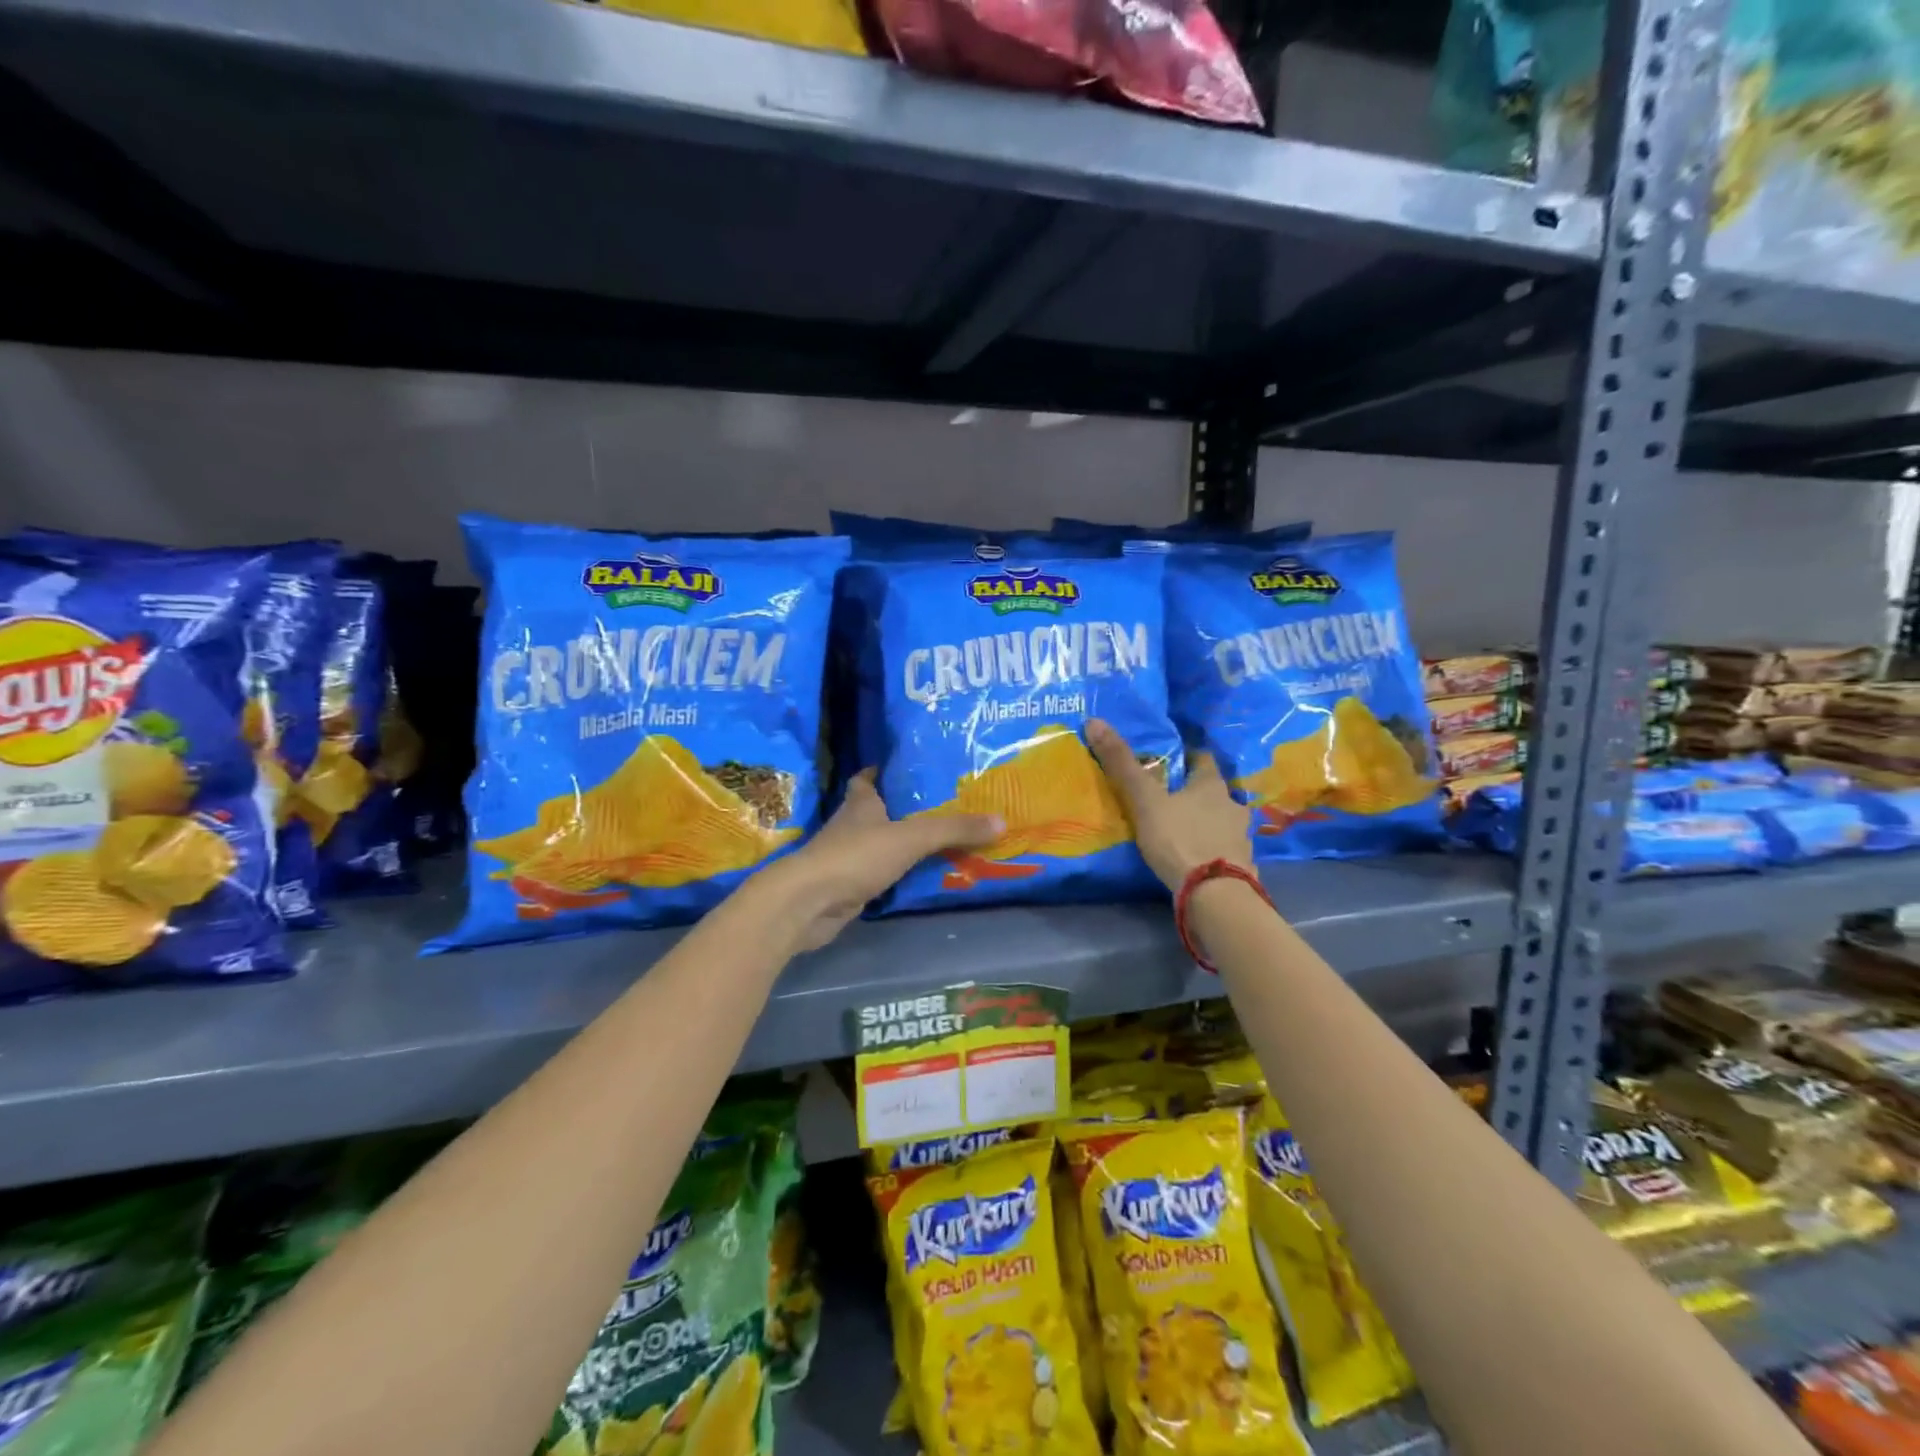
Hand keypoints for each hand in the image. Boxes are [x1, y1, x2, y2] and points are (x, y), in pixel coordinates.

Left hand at [755, 771, 1001, 951]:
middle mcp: (852, 826)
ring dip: (904, 843)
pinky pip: (881, 874)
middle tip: (945, 806)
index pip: (868, 778)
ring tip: (945, 840)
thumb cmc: (855, 856)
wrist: (808, 904)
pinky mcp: (849, 886)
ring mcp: (848, 858)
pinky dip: (899, 874)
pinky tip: (924, 876)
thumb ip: (953, 829)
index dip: (884, 771)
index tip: (911, 769)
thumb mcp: (911, 837)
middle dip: (906, 809)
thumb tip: (1001, 820)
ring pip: (881, 844)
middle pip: (879, 811)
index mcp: (861, 803)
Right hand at [1085, 719, 1251, 892]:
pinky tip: (1198, 857)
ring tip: (1183, 829)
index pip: (1202, 759)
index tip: (1170, 761)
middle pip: (1214, 791)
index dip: (1187, 758)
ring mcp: (1241, 837)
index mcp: (1211, 784)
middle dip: (1195, 793)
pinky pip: (1225, 849)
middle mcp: (1232, 805)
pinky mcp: (1242, 865)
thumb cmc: (1179, 839)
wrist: (1216, 894)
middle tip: (1170, 798)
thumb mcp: (1144, 800)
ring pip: (1222, 820)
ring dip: (1207, 821)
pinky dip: (1213, 848)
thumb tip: (1095, 721)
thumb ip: (1122, 764)